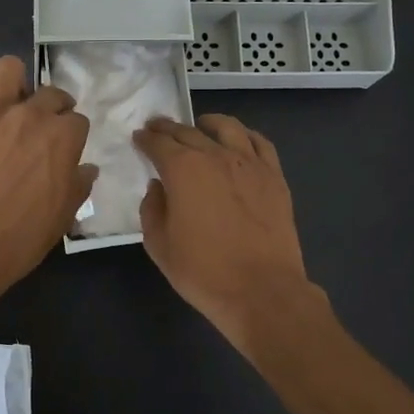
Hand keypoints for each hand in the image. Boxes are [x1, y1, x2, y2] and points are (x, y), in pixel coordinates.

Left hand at [0, 56, 95, 295]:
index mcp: (63, 137)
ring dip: (11, 82)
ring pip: (9, 67)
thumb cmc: (20, 238)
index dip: (70, 136)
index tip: (61, 151)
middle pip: (51, 92)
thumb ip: (78, 185)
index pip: (77, 121)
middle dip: (50, 108)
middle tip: (36, 130)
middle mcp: (31, 113)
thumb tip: (87, 168)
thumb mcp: (63, 217)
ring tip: (4, 104)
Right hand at [133, 114, 325, 357]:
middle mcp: (216, 156)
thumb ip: (152, 209)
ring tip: (200, 125)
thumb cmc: (203, 272)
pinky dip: (245, 135)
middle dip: (169, 128)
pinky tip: (239, 140)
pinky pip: (260, 143)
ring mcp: (250, 163)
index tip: (139, 137)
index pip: (159, 143)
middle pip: (188, 132)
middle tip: (158, 127)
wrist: (262, 290)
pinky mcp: (274, 176)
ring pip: (227, 128)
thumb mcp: (159, 245)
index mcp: (183, 170)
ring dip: (207, 123)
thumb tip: (158, 187)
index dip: (146, 139)